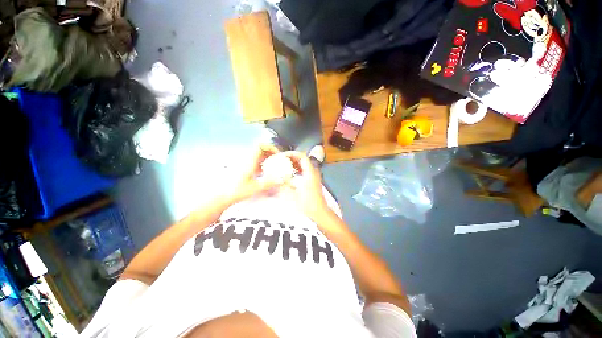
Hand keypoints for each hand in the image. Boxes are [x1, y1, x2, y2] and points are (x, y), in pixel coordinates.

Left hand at [226, 145, 282, 203]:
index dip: (270, 147)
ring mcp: (245, 163)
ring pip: (259, 155)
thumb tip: (281, 179)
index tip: (277, 154)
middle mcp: (247, 159)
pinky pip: (256, 161)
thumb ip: (269, 183)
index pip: (260, 145)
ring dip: (268, 158)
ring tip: (274, 167)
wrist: (222, 195)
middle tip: (278, 161)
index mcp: (250, 160)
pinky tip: (266, 173)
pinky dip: (263, 164)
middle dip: (271, 153)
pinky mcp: (244, 168)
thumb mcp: (256, 188)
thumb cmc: (237, 191)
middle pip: (261, 149)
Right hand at [280, 151, 328, 219]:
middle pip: (303, 160)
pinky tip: (290, 174)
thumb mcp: (292, 194)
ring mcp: (314, 177)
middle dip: (292, 158)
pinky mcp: (313, 182)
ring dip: (294, 164)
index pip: (302, 157)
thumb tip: (276, 177)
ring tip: (283, 165)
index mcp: (310, 173)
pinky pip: (304, 171)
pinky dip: (297, 170)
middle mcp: (313, 172)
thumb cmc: (307, 204)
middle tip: (281, 160)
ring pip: (304, 165)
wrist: (319, 213)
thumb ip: (284, 184)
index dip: (292, 154)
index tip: (282, 156)